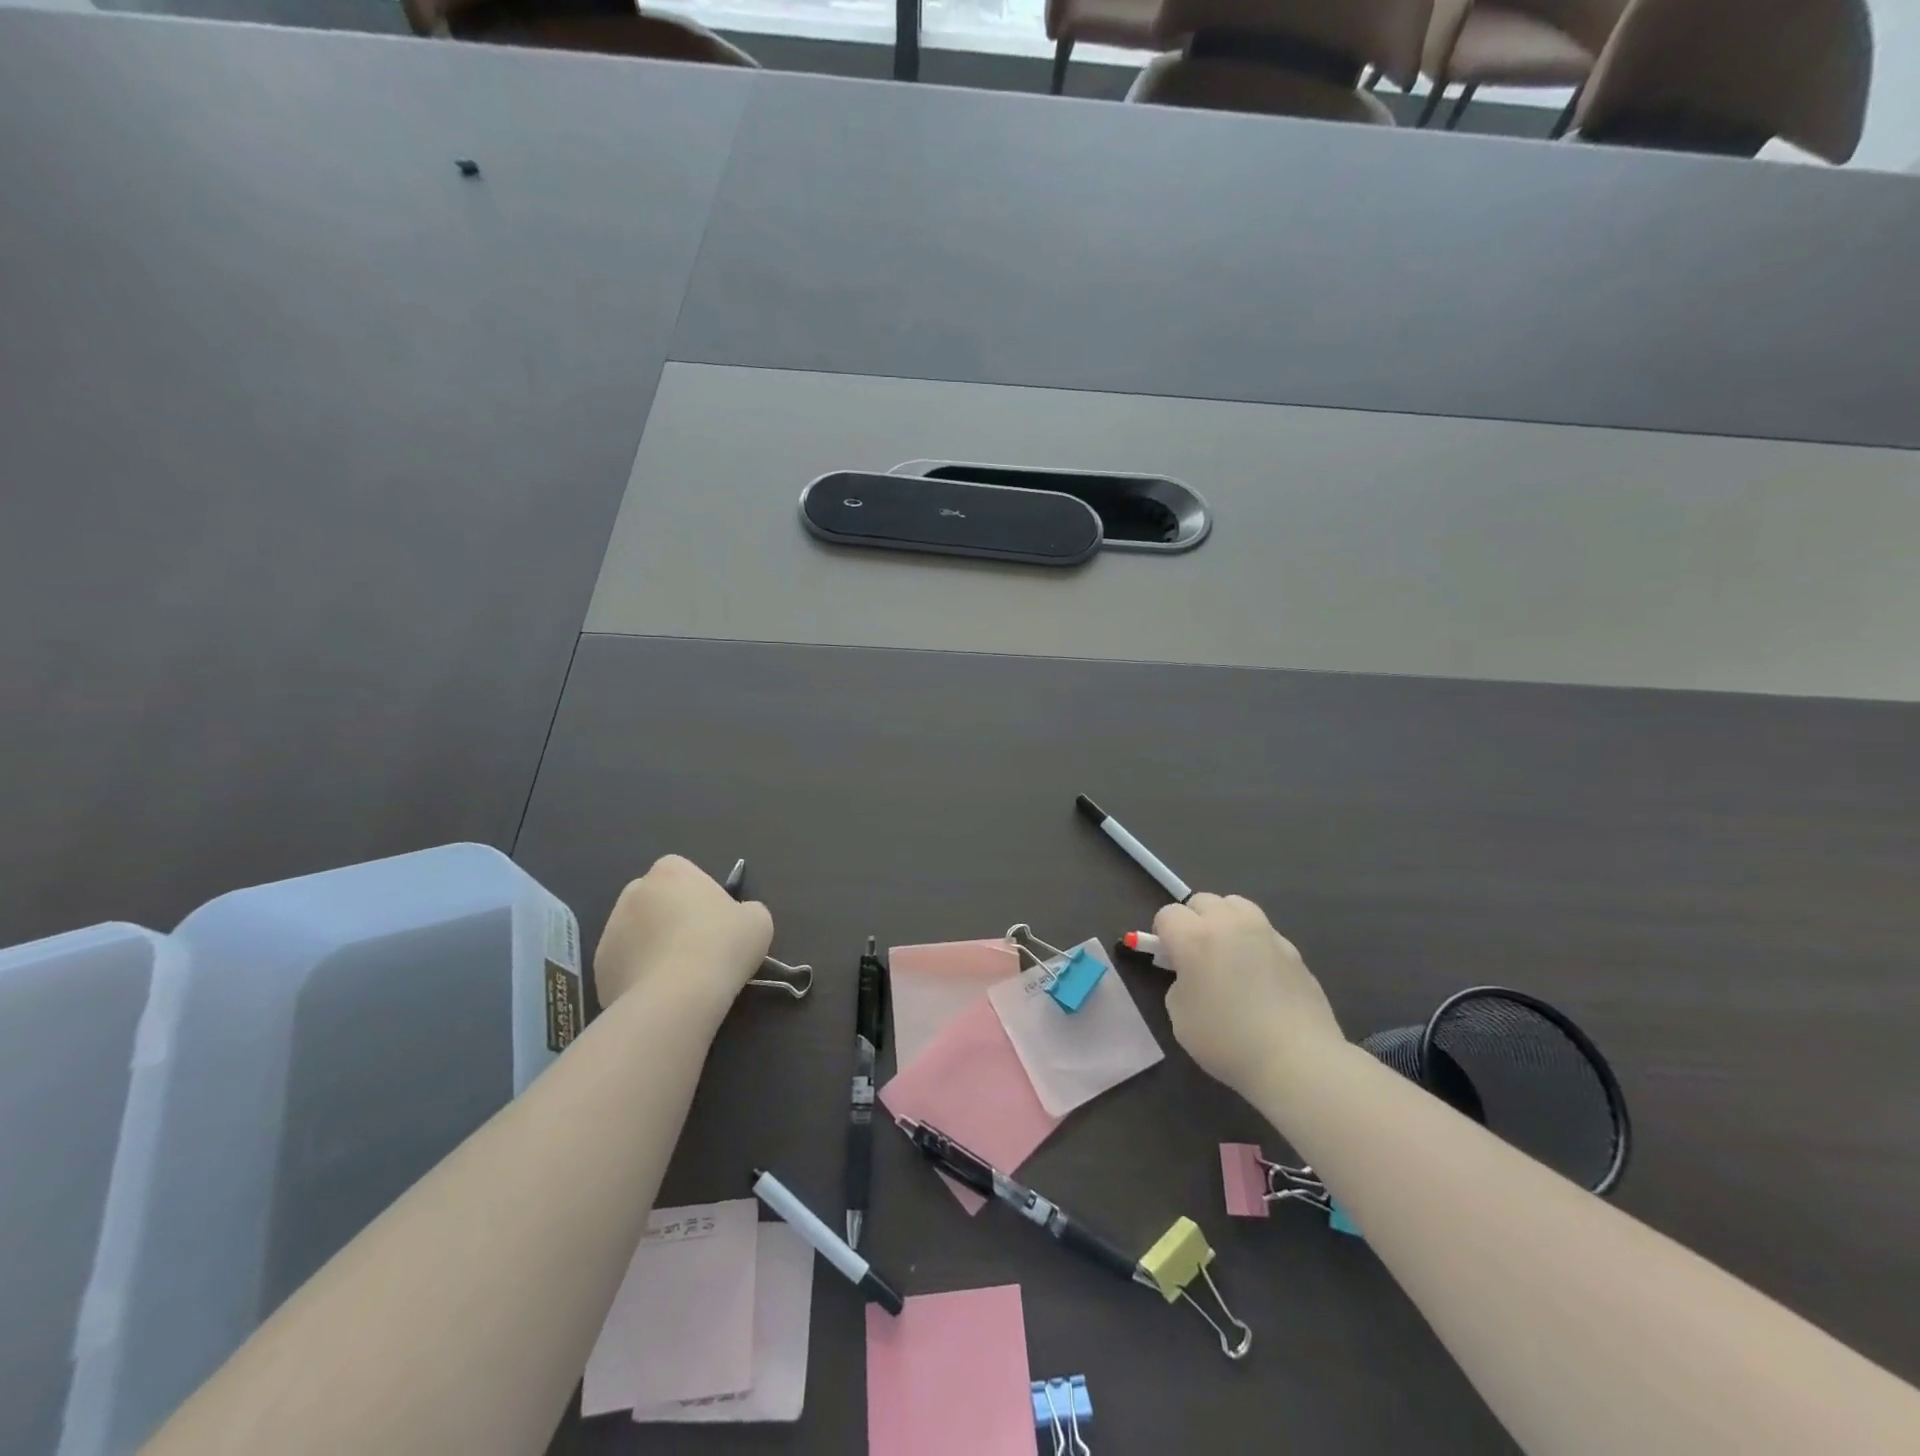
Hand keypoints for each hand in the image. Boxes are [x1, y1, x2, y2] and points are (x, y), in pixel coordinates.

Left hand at [593, 855, 772, 1011]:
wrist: (678, 996)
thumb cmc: (722, 945)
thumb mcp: (757, 920)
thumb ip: (746, 910)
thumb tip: (737, 919)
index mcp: (670, 872)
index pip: (682, 871)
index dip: (699, 893)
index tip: (715, 919)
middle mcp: (633, 893)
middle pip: (655, 900)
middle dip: (670, 917)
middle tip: (698, 946)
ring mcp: (610, 931)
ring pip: (637, 934)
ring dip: (654, 947)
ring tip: (681, 976)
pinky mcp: (598, 969)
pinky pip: (625, 965)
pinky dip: (640, 976)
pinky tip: (662, 993)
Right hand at [1153, 893, 1344, 1107]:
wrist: (1297, 1059)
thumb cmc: (1227, 1040)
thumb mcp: (1180, 1016)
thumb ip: (1179, 984)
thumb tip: (1193, 976)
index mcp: (1195, 937)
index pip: (1168, 914)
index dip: (1163, 935)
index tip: (1169, 960)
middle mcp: (1229, 924)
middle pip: (1202, 901)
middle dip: (1193, 921)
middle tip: (1196, 954)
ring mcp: (1265, 933)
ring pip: (1236, 906)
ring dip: (1225, 921)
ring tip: (1229, 954)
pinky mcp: (1293, 949)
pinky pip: (1264, 932)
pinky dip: (1254, 943)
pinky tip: (1260, 976)